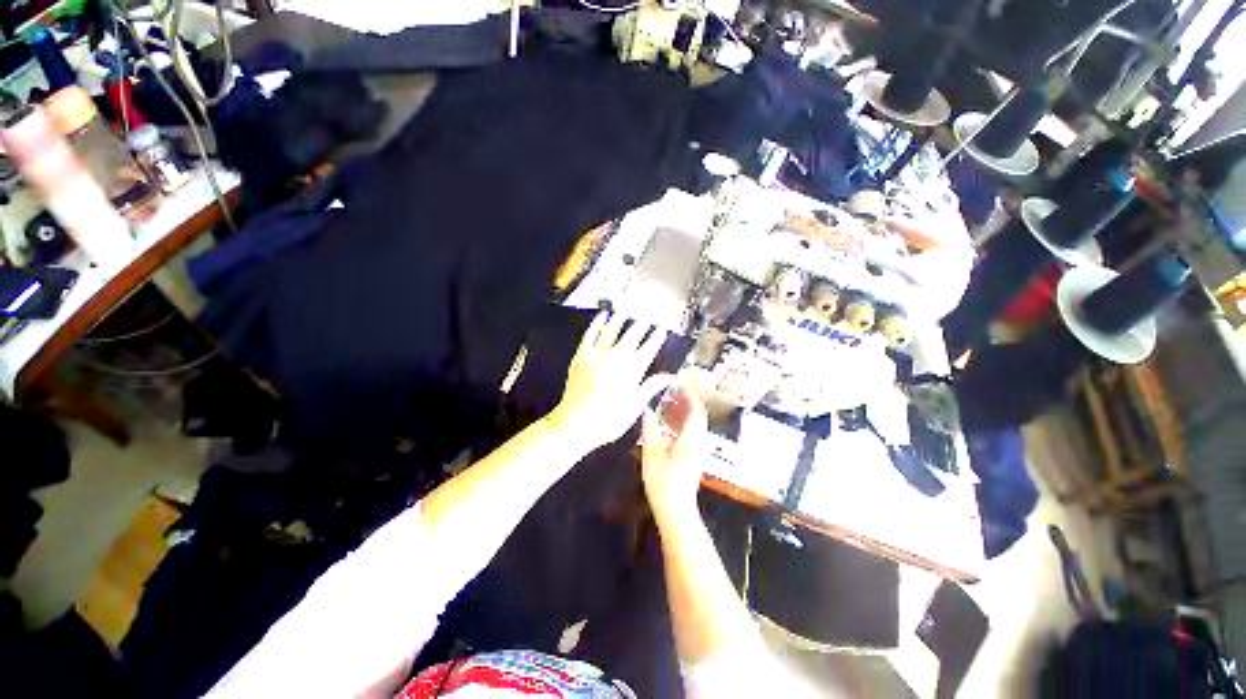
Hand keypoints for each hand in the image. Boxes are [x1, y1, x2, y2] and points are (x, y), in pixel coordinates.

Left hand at [547, 311, 672, 453]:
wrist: (573, 424)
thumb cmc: (607, 421)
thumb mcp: (634, 408)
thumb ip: (650, 388)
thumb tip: (668, 375)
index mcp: (631, 372)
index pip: (648, 349)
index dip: (656, 338)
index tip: (661, 329)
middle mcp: (615, 359)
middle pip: (632, 336)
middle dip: (642, 325)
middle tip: (648, 316)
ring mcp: (597, 356)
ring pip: (612, 331)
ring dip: (621, 320)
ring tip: (627, 310)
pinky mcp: (581, 356)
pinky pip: (590, 335)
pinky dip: (597, 324)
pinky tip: (602, 316)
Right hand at [641, 379, 707, 518]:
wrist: (677, 511)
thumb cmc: (663, 482)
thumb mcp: (651, 453)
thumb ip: (650, 430)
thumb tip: (646, 411)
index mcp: (691, 438)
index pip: (695, 410)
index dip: (690, 394)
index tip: (681, 382)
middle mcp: (698, 441)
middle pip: (698, 415)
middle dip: (689, 400)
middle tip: (675, 390)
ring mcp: (698, 450)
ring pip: (696, 424)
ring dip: (686, 411)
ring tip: (671, 403)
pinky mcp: (695, 458)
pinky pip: (692, 433)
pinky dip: (684, 423)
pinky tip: (670, 425)